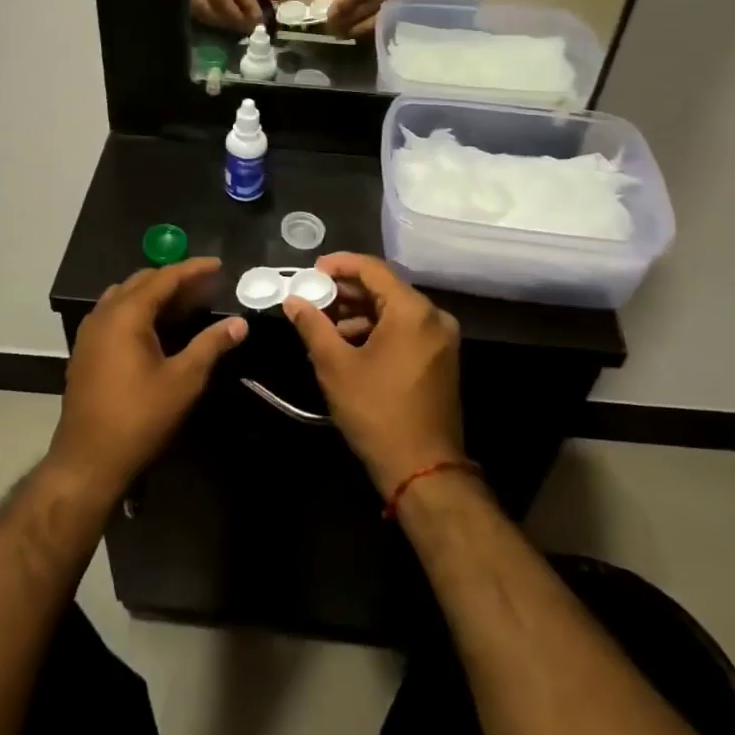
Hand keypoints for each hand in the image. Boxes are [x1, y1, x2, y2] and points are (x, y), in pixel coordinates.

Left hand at [49, 258, 247, 496]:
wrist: (88, 461)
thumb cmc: (139, 418)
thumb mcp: (183, 380)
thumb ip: (211, 345)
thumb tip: (240, 323)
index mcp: (127, 314)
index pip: (164, 277)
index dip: (194, 269)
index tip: (219, 265)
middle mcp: (104, 314)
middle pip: (142, 281)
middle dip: (175, 279)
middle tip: (206, 286)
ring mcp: (90, 332)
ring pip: (125, 296)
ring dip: (155, 293)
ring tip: (185, 303)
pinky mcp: (86, 351)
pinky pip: (114, 314)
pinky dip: (139, 310)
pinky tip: (157, 328)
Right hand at [283, 253, 464, 496]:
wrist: (423, 469)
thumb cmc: (376, 412)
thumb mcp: (336, 366)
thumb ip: (313, 325)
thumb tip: (293, 300)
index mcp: (412, 310)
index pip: (372, 269)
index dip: (339, 265)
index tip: (311, 271)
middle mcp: (433, 316)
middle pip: (385, 288)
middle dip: (346, 291)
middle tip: (312, 297)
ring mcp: (441, 339)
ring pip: (394, 311)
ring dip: (359, 313)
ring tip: (324, 324)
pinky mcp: (440, 359)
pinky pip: (405, 330)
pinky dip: (377, 330)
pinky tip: (349, 343)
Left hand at [317, 0, 414, 35]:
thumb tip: (317, 4)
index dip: (344, 4)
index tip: (328, 16)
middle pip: (371, 5)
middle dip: (348, 19)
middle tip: (331, 28)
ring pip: (378, 18)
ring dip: (356, 28)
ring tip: (339, 31)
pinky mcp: (407, 5)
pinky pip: (384, 23)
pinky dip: (366, 29)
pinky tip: (353, 30)